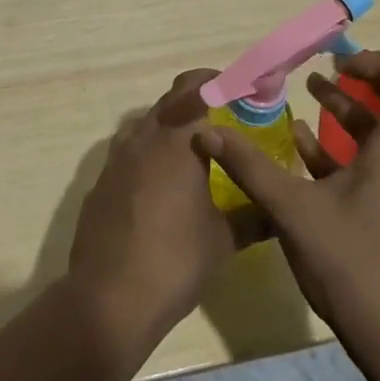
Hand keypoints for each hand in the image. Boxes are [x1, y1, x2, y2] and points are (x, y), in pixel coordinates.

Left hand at [66, 70, 257, 360]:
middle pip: (169, 101)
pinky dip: (147, 155)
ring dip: (168, 127)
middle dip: (195, 102)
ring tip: (192, 151)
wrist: (110, 297)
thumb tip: (278, 212)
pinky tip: (160, 186)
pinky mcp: (100, 182)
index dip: (217, 83)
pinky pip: (128, 153)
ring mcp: (116, 159)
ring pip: (145, 125)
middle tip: (221, 119)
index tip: (237, 91)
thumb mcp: (223, 239)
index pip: (196, 89)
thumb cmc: (175, 260)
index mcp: (176, 140)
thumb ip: (253, 218)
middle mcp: (143, 138)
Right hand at [195, 50, 379, 349]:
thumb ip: (249, 167)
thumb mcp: (292, 209)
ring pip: (379, 135)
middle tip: (324, 69)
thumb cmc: (353, 263)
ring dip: (345, 112)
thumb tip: (206, 131)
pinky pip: (368, 165)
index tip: (344, 63)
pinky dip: (339, 149)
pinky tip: (301, 148)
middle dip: (360, 80)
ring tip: (308, 94)